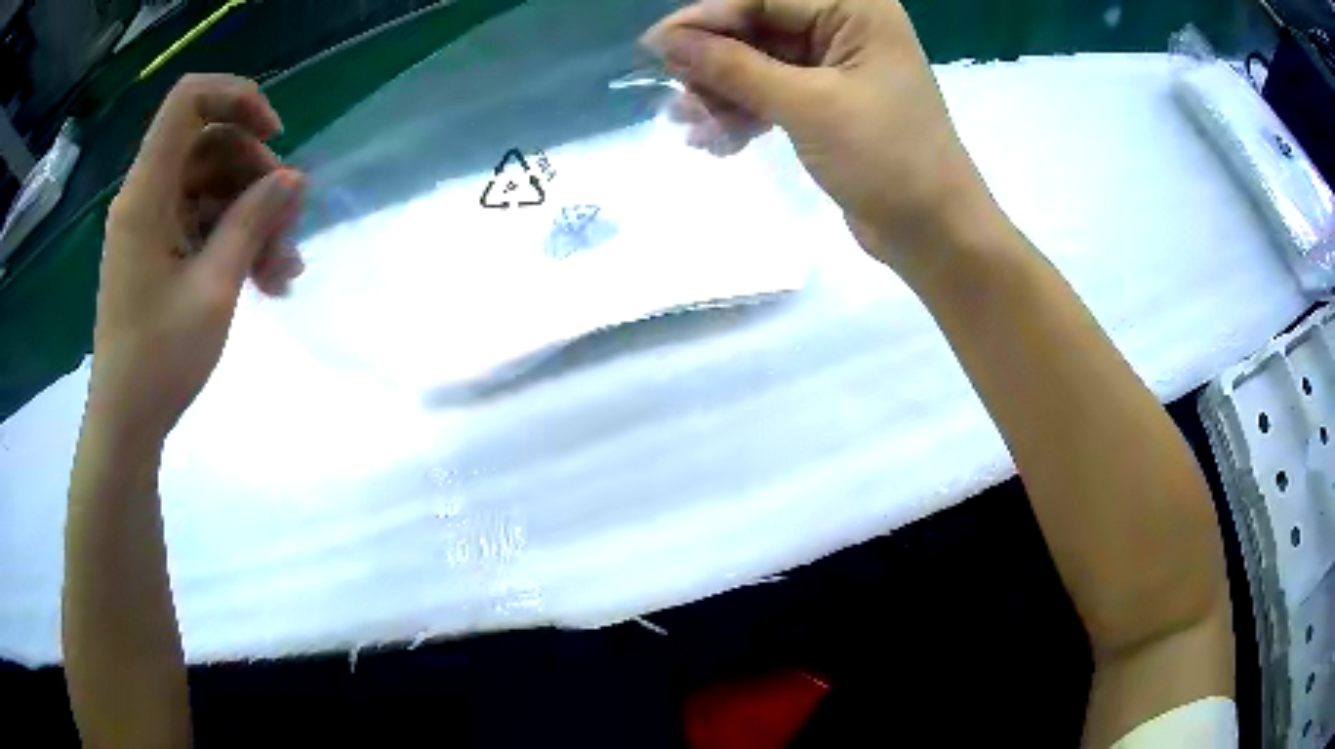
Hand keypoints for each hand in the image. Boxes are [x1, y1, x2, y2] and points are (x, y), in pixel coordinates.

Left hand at [91, 74, 304, 444]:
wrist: (128, 422)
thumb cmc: (159, 361)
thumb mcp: (214, 288)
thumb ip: (252, 221)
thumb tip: (294, 179)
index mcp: (146, 193)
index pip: (189, 101)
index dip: (236, 98)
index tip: (272, 137)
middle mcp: (147, 196)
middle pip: (211, 145)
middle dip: (256, 175)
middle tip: (289, 222)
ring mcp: (152, 224)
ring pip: (213, 186)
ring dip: (252, 215)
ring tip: (283, 268)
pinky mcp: (159, 249)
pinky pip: (203, 221)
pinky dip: (235, 238)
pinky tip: (267, 277)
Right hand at [643, 0, 1005, 280]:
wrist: (935, 234)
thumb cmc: (887, 159)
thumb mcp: (809, 106)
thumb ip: (735, 68)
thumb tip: (667, 41)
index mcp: (856, 10)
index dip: (708, 18)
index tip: (656, 46)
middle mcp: (846, 28)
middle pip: (759, 28)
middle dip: (714, 62)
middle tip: (675, 95)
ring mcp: (838, 67)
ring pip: (760, 63)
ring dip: (723, 93)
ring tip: (689, 126)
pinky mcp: (830, 103)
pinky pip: (774, 94)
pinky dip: (745, 113)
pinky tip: (717, 140)